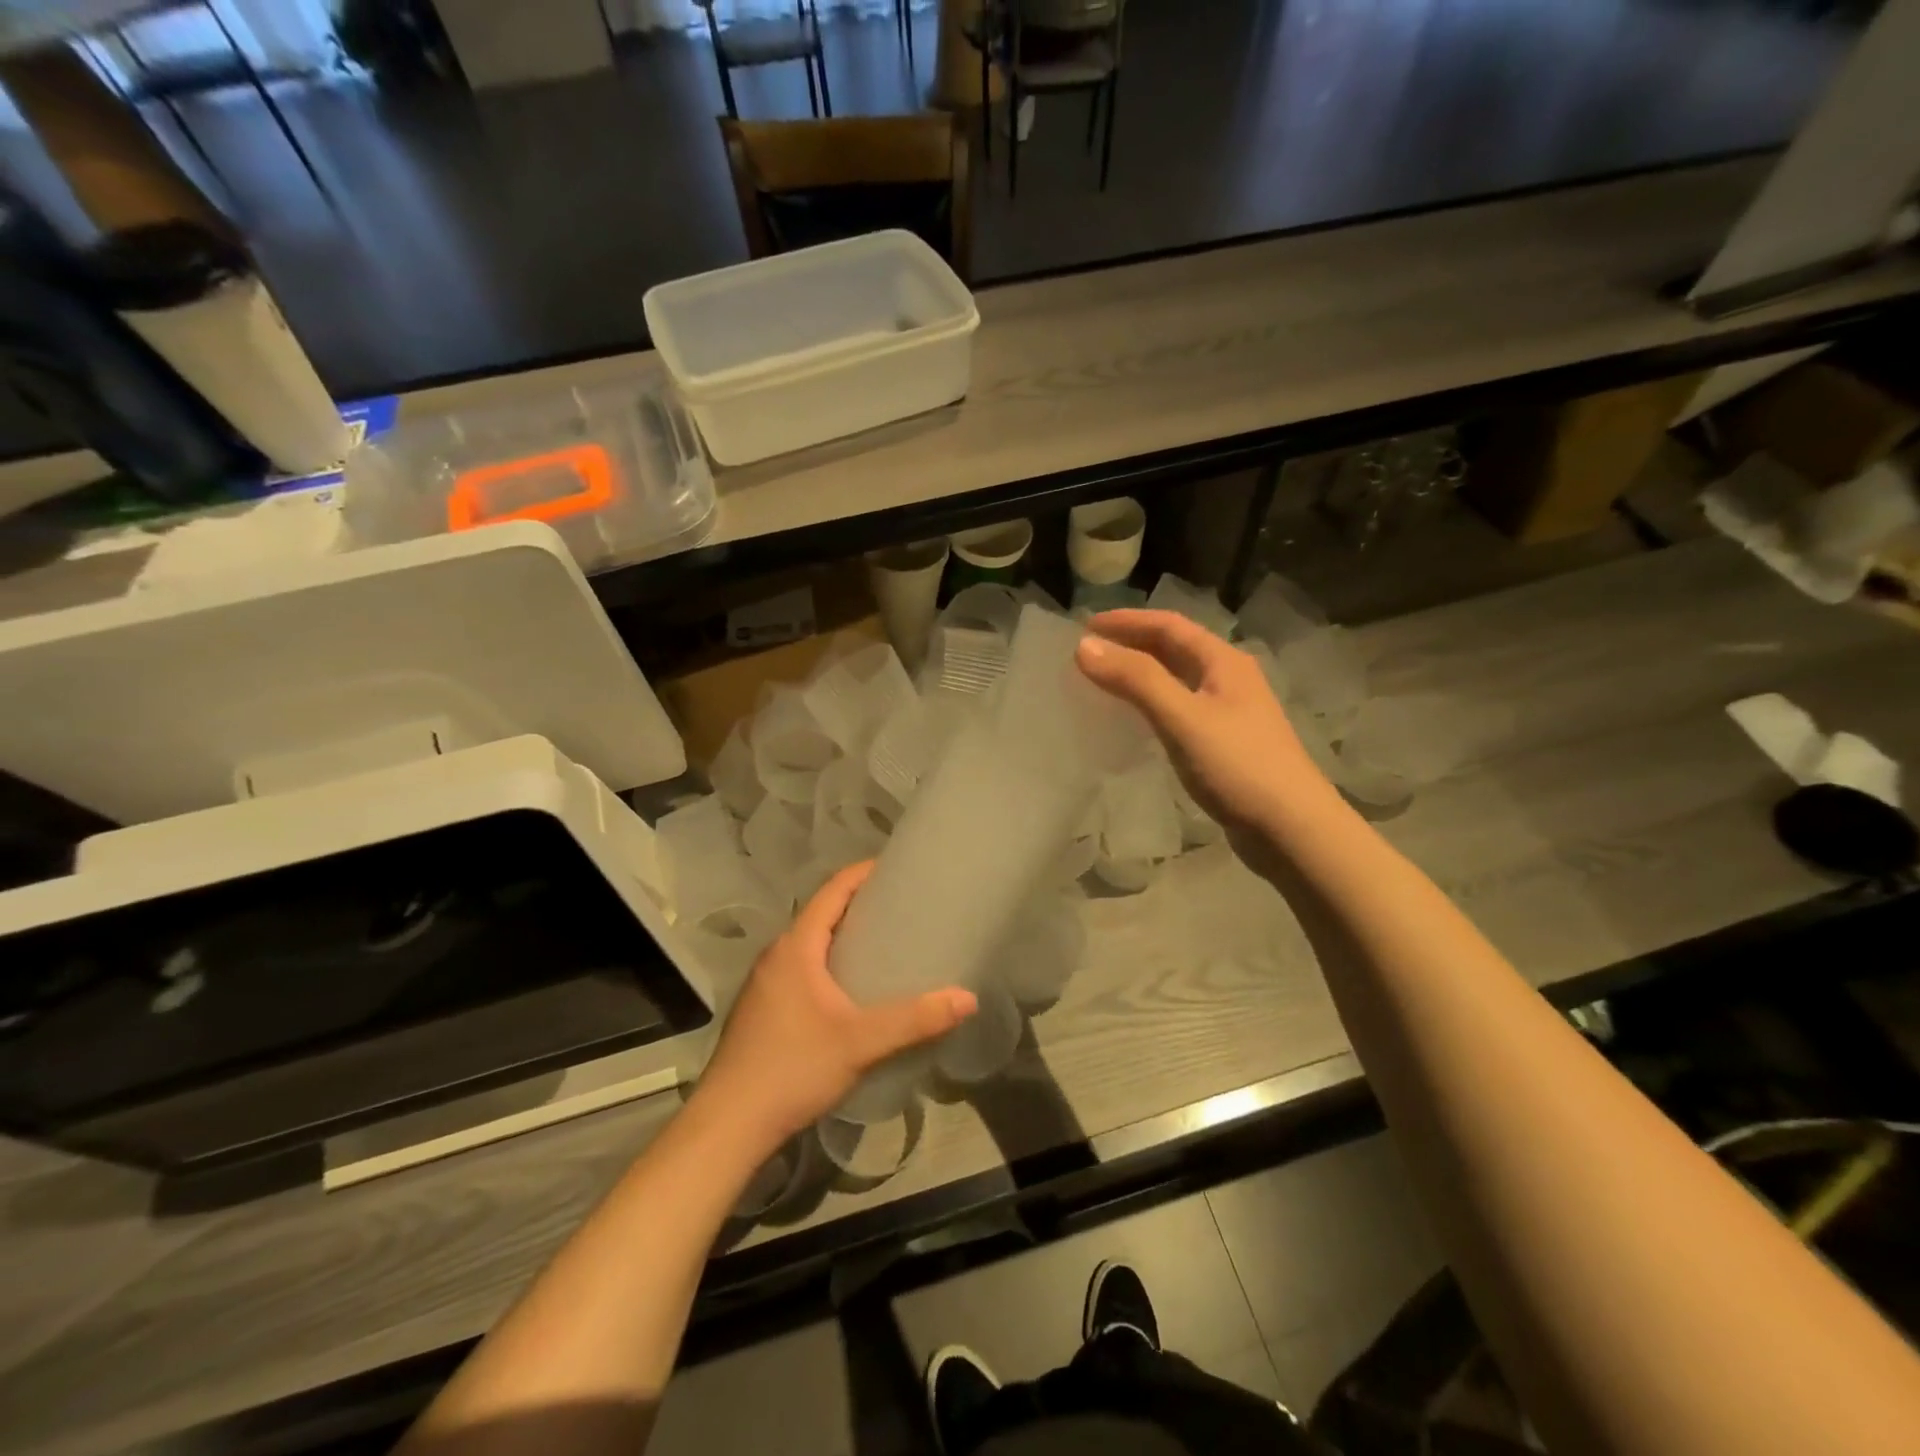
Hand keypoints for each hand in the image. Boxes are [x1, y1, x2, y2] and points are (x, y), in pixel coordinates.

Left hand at [692, 863, 975, 1156]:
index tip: (898, 868)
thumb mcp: (860, 1043)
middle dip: (860, 905)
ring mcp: (765, 984)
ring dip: (844, 937)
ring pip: (810, 945)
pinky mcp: (762, 1010)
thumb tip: (967, 998)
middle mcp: (776, 956)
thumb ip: (915, 1020)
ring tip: (885, 946)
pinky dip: (830, 964)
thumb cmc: (793, 1068)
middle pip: (822, 914)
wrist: (728, 1125)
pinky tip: (852, 992)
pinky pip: (802, 969)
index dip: (863, 873)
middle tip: (904, 909)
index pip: (832, 890)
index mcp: (796, 947)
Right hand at [1076, 609, 1344, 851]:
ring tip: (1104, 680)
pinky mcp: (1225, 743)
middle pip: (1175, 649)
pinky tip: (1136, 720)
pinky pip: (1180, 709)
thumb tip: (1084, 646)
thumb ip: (1135, 680)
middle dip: (1132, 644)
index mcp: (1223, 662)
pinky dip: (1152, 703)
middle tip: (1089, 652)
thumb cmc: (1238, 766)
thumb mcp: (1182, 717)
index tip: (1084, 626)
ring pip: (1177, 679)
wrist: (1291, 828)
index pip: (1169, 625)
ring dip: (1141, 674)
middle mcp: (1229, 678)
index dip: (1126, 621)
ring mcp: (1230, 712)